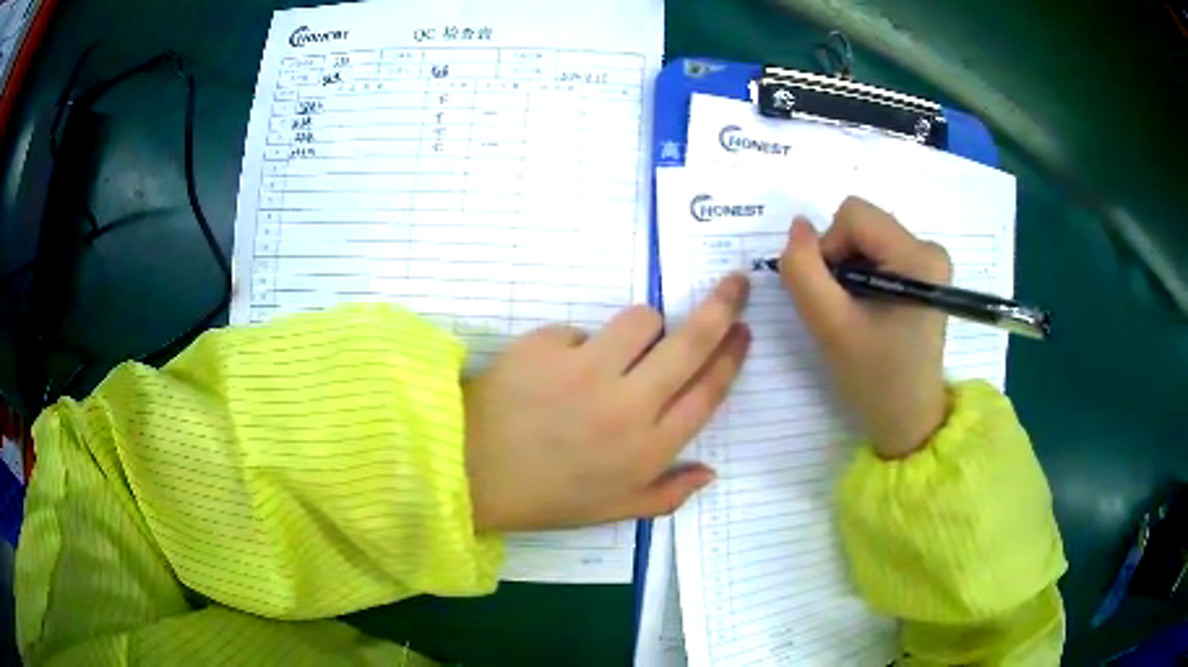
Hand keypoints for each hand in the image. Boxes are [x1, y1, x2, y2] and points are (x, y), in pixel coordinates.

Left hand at [463, 274, 751, 532]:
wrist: (467, 474)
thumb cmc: (544, 497)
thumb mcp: (612, 511)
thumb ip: (667, 495)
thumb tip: (711, 472)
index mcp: (647, 450)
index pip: (707, 393)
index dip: (731, 357)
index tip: (744, 330)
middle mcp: (626, 407)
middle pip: (690, 344)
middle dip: (722, 307)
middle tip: (735, 283)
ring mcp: (584, 372)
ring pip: (640, 319)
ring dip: (641, 327)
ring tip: (620, 349)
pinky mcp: (544, 346)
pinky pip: (580, 329)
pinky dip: (576, 345)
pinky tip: (553, 372)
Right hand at [780, 197, 950, 458]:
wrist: (908, 419)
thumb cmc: (875, 379)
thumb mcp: (830, 326)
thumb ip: (803, 271)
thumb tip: (797, 226)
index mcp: (918, 257)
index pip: (853, 216)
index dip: (827, 247)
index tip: (830, 294)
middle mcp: (929, 248)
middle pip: (861, 223)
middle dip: (838, 259)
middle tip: (840, 307)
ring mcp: (929, 260)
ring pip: (865, 237)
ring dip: (847, 268)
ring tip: (854, 312)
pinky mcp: (924, 273)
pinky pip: (877, 252)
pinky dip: (861, 274)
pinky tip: (866, 309)